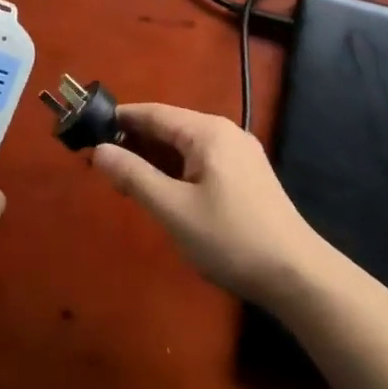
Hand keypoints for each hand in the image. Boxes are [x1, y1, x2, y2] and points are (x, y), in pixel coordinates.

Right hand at [93, 103, 326, 306]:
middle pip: (170, 127)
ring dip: (156, 158)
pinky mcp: (248, 175)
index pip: (154, 114)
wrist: (297, 275)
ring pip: (186, 145)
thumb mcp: (174, 210)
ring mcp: (241, 153)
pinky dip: (178, 168)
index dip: (120, 120)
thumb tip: (99, 151)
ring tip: (128, 179)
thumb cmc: (231, 238)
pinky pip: (202, 160)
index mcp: (207, 131)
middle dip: (136, 142)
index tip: (90, 130)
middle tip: (104, 163)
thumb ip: (135, 176)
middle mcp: (225, 132)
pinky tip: (166, 190)